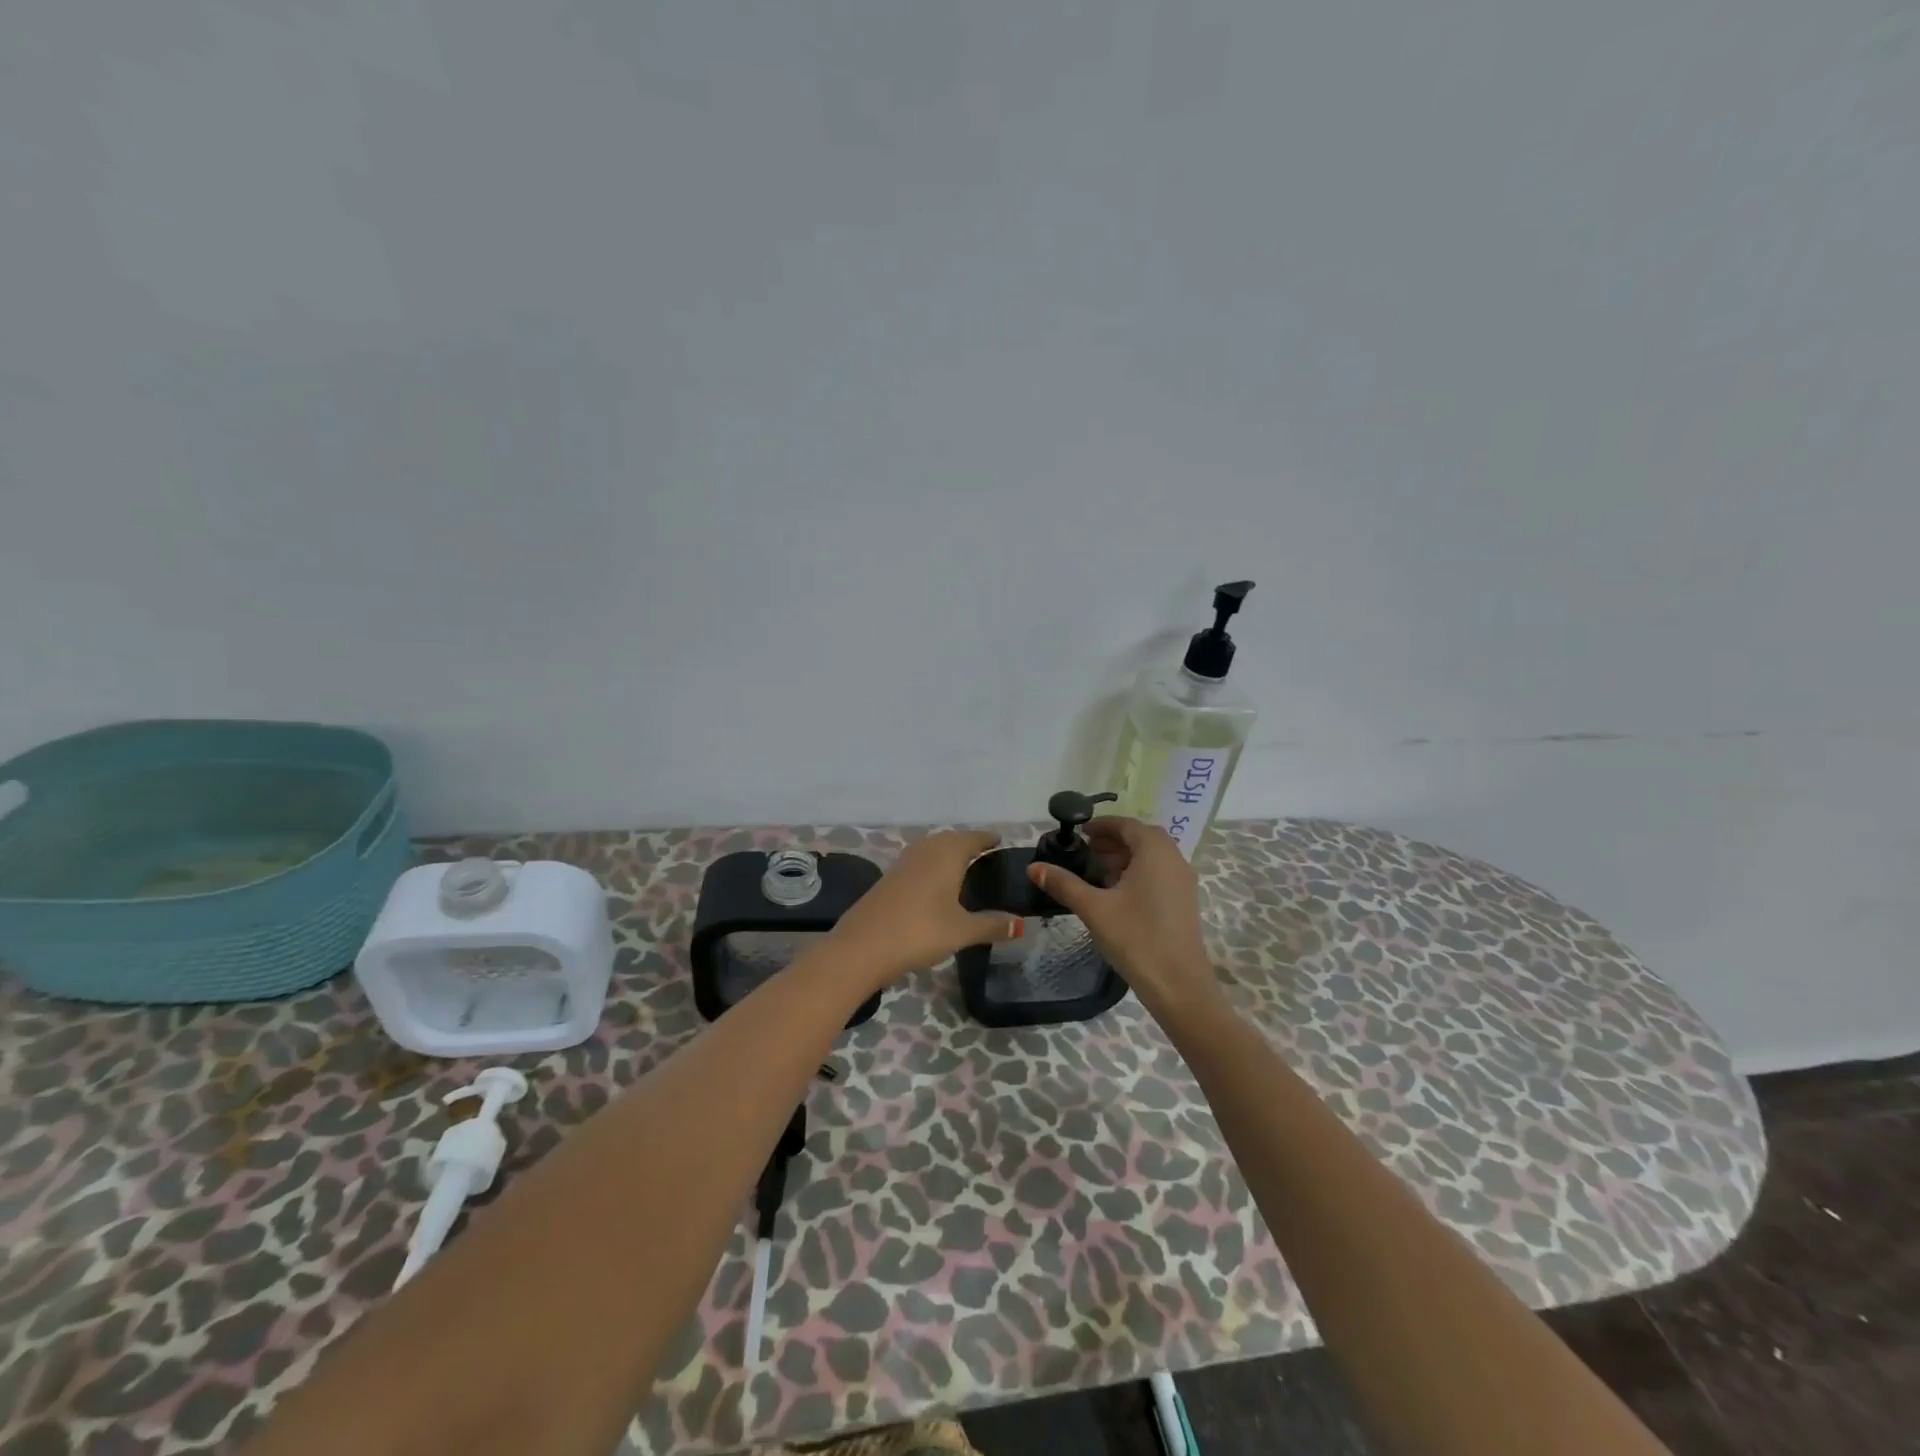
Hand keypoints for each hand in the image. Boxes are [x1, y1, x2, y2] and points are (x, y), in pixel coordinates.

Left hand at [827, 830, 1017, 987]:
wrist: (862, 946)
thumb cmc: (920, 931)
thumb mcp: (962, 931)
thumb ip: (992, 925)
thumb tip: (1022, 924)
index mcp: (946, 854)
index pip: (973, 838)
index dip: (988, 839)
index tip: (1000, 841)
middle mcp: (925, 850)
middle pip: (950, 840)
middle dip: (967, 845)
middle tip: (985, 857)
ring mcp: (903, 864)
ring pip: (931, 850)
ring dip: (947, 855)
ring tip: (963, 870)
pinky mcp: (887, 880)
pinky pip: (918, 864)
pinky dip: (931, 868)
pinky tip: (935, 887)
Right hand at [1026, 816, 1221, 1018]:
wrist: (1178, 984)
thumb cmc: (1136, 938)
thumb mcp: (1094, 908)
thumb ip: (1064, 884)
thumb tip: (1033, 867)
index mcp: (1155, 852)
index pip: (1127, 824)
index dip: (1102, 825)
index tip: (1079, 832)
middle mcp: (1174, 859)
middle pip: (1141, 838)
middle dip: (1113, 840)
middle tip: (1086, 851)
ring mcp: (1183, 881)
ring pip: (1152, 857)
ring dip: (1125, 857)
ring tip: (1097, 872)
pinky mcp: (1184, 901)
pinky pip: (1160, 873)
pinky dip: (1138, 872)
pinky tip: (1117, 894)